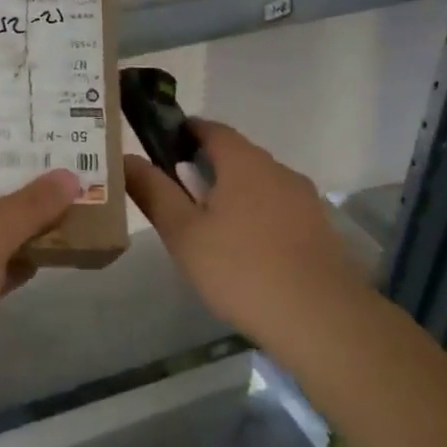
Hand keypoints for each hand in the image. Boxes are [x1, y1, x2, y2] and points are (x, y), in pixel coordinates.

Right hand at [125, 120, 372, 347]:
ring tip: (210, 229)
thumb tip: (126, 158)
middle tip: (178, 197)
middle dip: (207, 167)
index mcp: (244, 163)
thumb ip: (153, 192)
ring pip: (260, 185)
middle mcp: (279, 170)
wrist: (319, 317)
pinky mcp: (320, 229)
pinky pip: (279, 210)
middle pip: (238, 156)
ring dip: (234, 194)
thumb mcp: (183, 233)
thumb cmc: (240, 269)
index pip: (212, 129)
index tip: (163, 147)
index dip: (185, 131)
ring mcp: (305, 200)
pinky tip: (246, 252)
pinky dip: (258, 217)